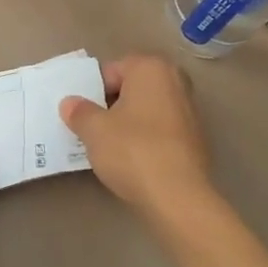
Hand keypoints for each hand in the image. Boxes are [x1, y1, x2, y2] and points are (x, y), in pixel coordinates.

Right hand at [60, 54, 216, 229]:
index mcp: (151, 68)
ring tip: (109, 147)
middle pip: (131, 89)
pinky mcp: (196, 141)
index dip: (92, 92)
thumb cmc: (132, 150)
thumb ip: (78, 111)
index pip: (111, 71)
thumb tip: (70, 103)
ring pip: (146, 111)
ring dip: (128, 124)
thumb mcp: (93, 129)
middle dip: (111, 105)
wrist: (178, 198)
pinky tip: (132, 161)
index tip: (82, 114)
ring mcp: (190, 112)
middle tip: (92, 128)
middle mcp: (175, 82)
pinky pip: (160, 132)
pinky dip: (146, 140)